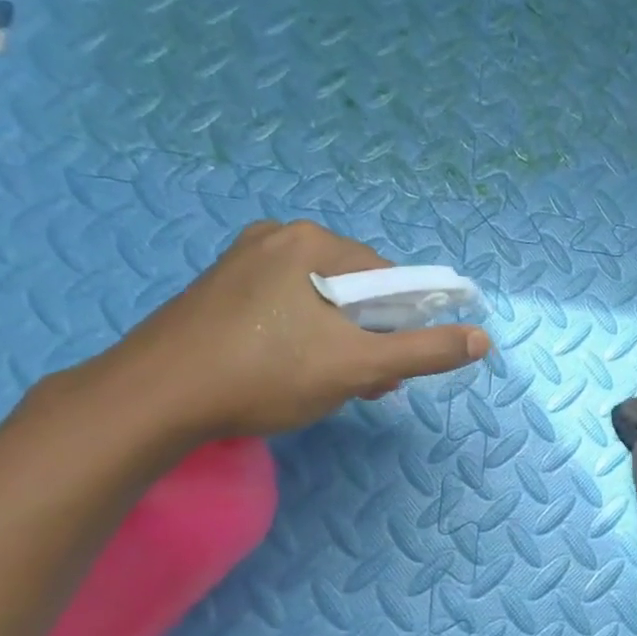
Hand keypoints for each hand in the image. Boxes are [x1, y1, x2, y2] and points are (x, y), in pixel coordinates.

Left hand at [98, 220, 489, 440]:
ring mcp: (242, 261)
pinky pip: (286, 307)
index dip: (402, 326)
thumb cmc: (266, 375)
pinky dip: (302, 338)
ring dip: (339, 343)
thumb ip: (425, 351)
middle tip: (359, 384)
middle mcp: (278, 237)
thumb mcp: (359, 366)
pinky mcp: (220, 289)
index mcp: (313, 242)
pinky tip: (289, 373)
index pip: (390, 279)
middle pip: (356, 290)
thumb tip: (482, 338)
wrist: (154, 399)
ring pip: (321, 302)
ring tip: (325, 385)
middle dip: (369, 339)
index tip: (389, 368)